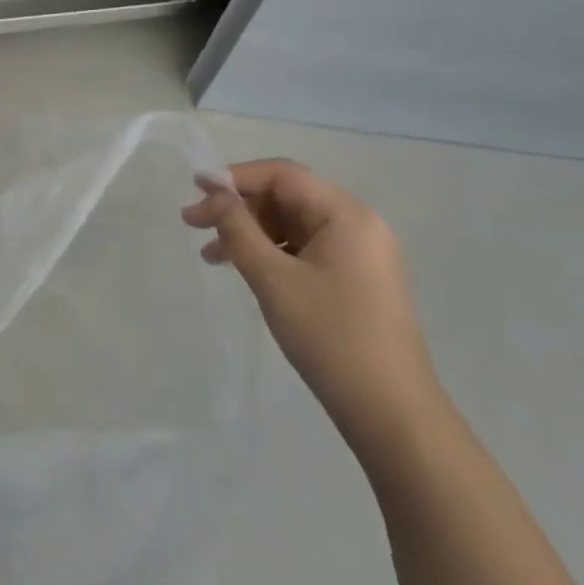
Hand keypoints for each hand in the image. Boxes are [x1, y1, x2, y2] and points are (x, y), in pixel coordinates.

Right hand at [183, 160, 446, 464]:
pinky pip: (305, 250)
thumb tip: (214, 193)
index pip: (283, 175)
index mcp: (346, 214)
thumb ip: (238, 228)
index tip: (195, 188)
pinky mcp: (356, 280)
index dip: (235, 176)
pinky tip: (243, 270)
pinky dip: (271, 253)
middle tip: (193, 224)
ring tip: (210, 254)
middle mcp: (358, 225)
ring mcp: (360, 254)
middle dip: (238, 207)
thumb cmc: (329, 335)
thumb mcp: (273, 277)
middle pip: (287, 197)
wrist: (390, 410)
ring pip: (293, 225)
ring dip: (249, 232)